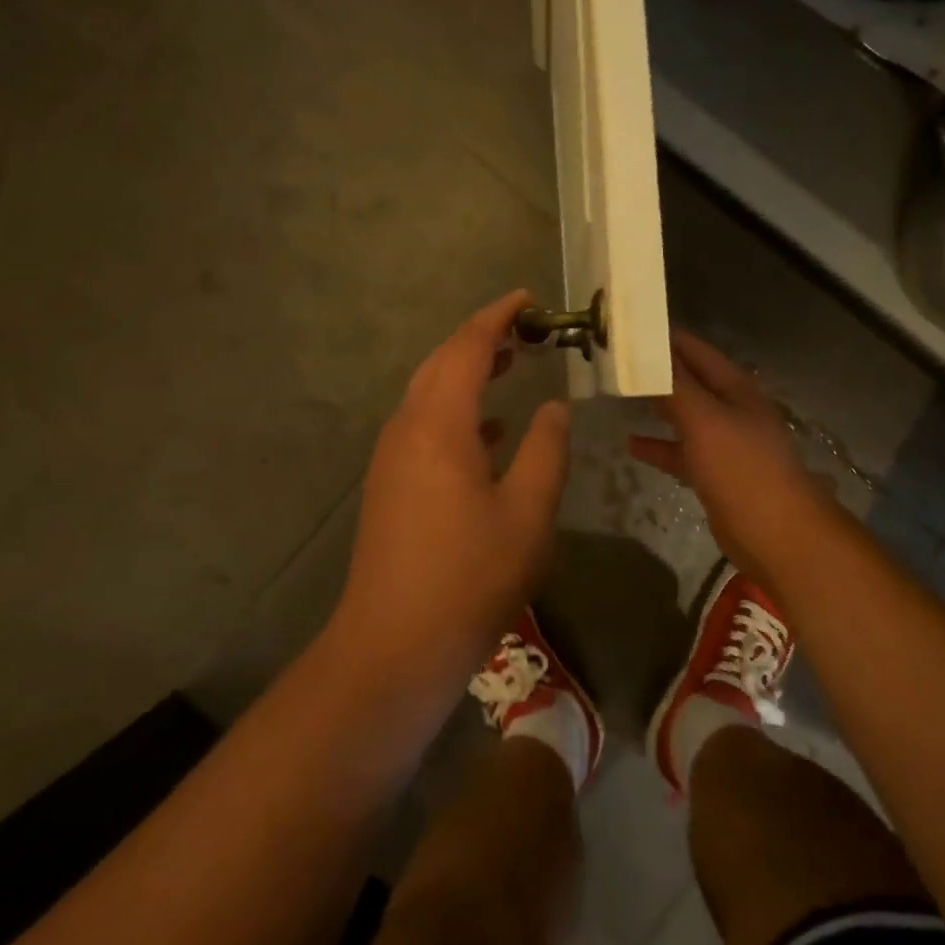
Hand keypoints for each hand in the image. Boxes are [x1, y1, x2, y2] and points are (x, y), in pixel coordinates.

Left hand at [332, 290, 570, 699]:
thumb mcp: (528, 512)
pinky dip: (457, 411)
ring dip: (467, 372)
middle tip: (525, 329)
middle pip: (441, 363)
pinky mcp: (390, 485)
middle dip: (481, 339)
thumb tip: (554, 406)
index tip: (528, 298)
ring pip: (429, 394)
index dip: (497, 316)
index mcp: (439, 424)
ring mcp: (392, 458)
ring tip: (510, 364)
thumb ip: (546, 450)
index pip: (467, 347)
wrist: (394, 646)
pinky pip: (424, 426)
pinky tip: (487, 431)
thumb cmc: (470, 576)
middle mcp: (407, 429)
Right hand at [629, 331, 839, 591]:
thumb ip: (675, 386)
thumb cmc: (741, 468)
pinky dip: (659, 446)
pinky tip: (632, 444)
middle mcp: (731, 409)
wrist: (777, 534)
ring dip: (657, 406)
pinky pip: (682, 451)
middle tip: (616, 362)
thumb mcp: (704, 420)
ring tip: (620, 396)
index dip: (664, 338)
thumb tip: (649, 351)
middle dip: (656, 372)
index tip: (627, 329)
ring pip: (685, 416)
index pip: (695, 350)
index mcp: (735, 388)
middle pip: (690, 381)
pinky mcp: (716, 474)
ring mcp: (725, 443)